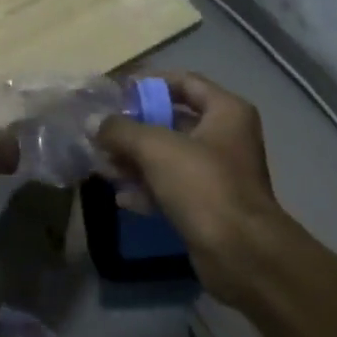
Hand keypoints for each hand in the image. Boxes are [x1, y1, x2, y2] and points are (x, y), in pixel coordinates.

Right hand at [97, 71, 285, 306]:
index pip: (184, 81)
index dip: (150, 83)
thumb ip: (121, 130)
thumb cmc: (203, 185)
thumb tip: (95, 123)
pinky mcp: (209, 206)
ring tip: (104, 165)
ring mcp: (218, 174)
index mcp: (226, 111)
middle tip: (103, 132)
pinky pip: (172, 187)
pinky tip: (122, 198)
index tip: (118, 92)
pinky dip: (148, 189)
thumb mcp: (155, 148)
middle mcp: (226, 137)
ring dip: (136, 160)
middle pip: (173, 120)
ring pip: (170, 157)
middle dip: (136, 127)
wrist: (241, 255)